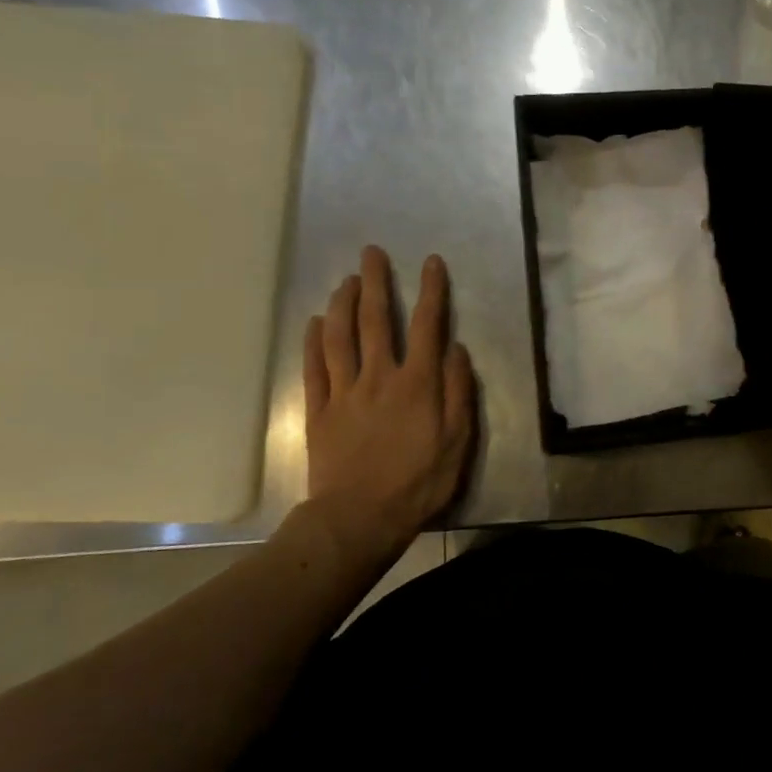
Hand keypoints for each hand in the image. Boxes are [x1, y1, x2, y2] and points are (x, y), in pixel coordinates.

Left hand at [302, 246, 475, 564]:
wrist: (360, 517)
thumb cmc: (419, 481)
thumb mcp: (458, 440)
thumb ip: (458, 391)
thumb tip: (455, 349)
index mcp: (418, 383)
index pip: (427, 326)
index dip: (431, 291)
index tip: (430, 262)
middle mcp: (379, 377)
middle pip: (376, 321)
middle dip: (376, 283)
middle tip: (371, 253)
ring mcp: (344, 392)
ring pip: (340, 338)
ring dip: (342, 304)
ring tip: (345, 280)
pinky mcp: (318, 411)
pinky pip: (313, 368)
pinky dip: (313, 342)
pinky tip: (315, 323)